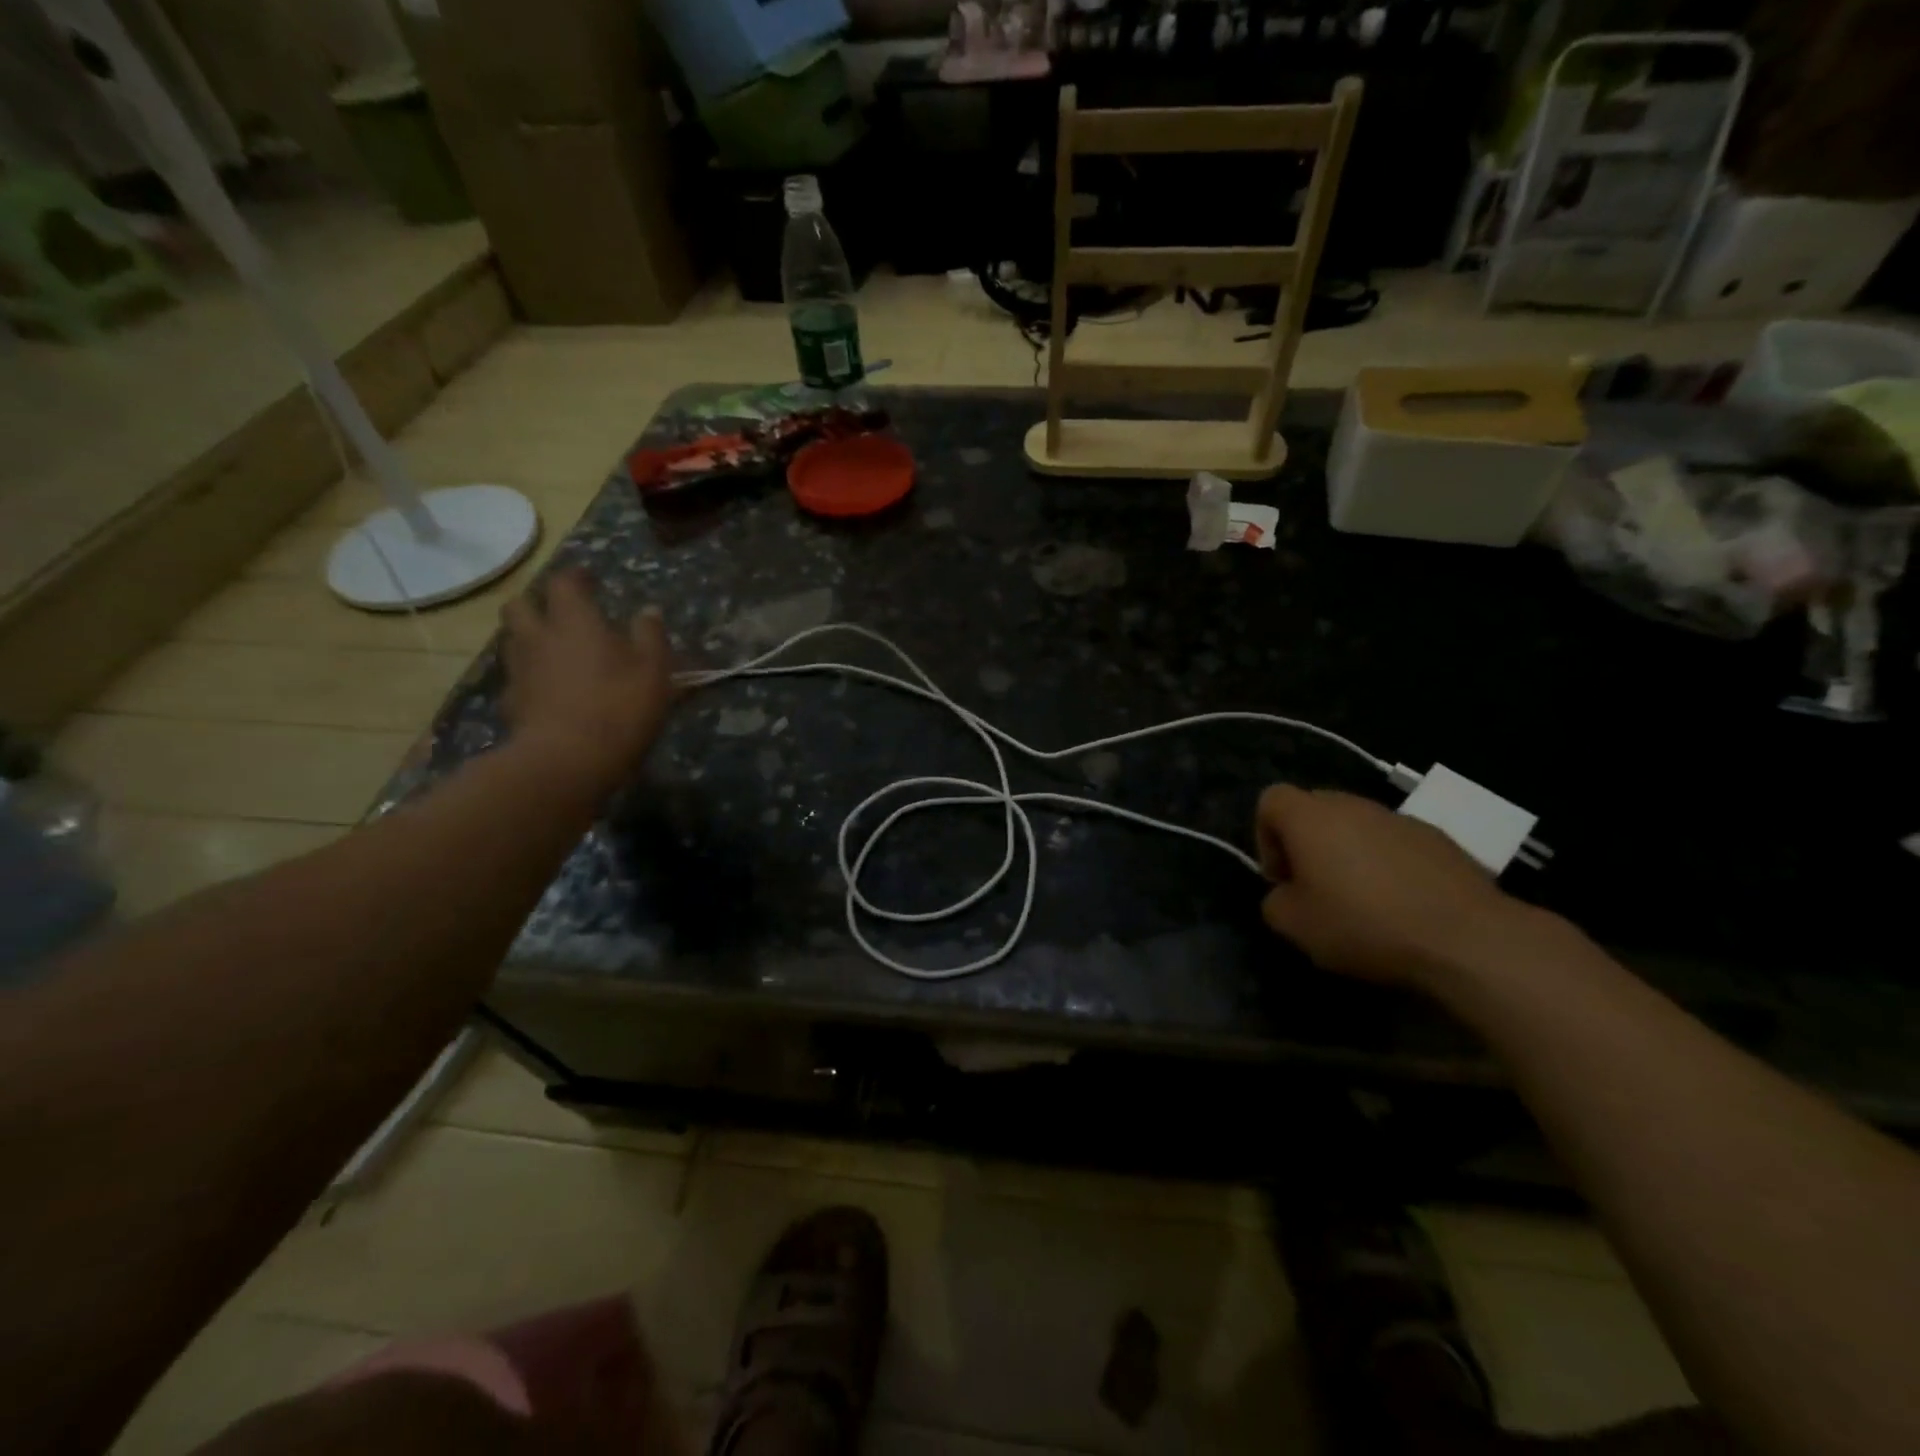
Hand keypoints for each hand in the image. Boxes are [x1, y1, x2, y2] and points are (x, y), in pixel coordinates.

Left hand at [501, 568, 677, 792]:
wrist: (566, 761)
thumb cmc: (619, 707)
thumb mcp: (654, 670)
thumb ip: (650, 636)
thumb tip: (648, 611)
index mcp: (574, 621)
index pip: (564, 583)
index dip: (576, 577)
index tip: (589, 579)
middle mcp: (538, 637)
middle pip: (521, 605)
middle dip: (538, 602)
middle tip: (560, 612)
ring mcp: (519, 671)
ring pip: (513, 640)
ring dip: (530, 637)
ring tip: (554, 650)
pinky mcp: (511, 703)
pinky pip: (516, 678)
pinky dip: (530, 676)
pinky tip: (548, 690)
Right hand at [1255, 784, 1529, 988]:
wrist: (1466, 937)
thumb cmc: (1364, 924)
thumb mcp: (1296, 926)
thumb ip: (1275, 903)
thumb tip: (1286, 895)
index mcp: (1311, 818)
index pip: (1271, 799)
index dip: (1265, 835)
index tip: (1282, 878)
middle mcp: (1352, 806)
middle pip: (1314, 809)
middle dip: (1306, 844)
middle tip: (1315, 889)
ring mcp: (1399, 819)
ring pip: (1356, 825)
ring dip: (1348, 854)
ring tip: (1362, 901)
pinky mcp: (1439, 839)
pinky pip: (1395, 843)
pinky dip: (1388, 865)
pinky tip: (1402, 905)